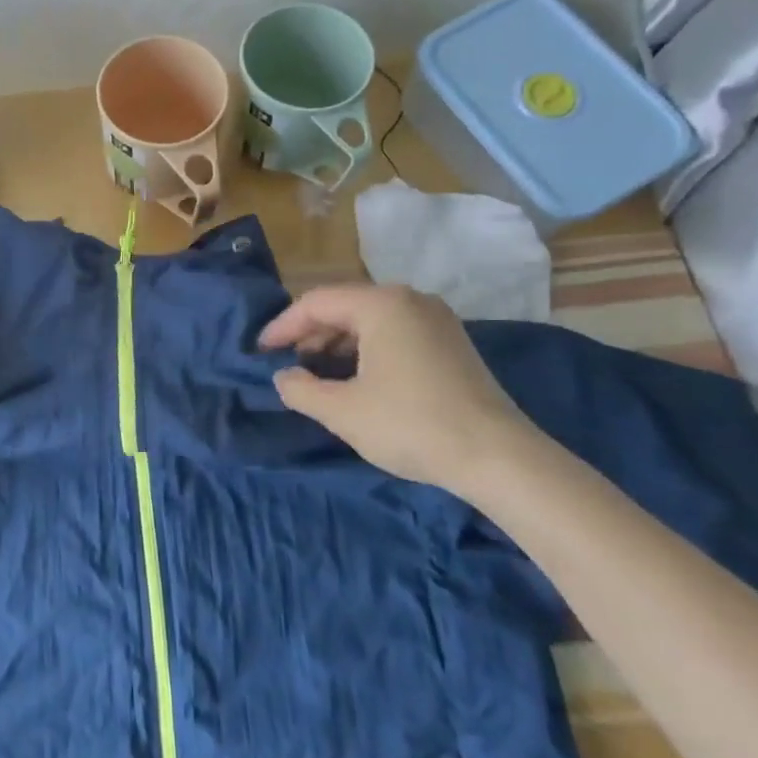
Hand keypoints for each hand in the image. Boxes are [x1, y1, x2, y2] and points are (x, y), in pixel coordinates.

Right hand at [258, 283, 545, 497]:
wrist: (497, 457)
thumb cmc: (411, 425)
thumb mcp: (342, 411)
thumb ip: (301, 389)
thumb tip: (284, 377)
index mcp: (381, 304)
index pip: (316, 303)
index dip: (282, 326)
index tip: (260, 351)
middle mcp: (410, 300)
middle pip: (344, 305)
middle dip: (309, 333)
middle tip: (285, 361)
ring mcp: (436, 319)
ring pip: (370, 319)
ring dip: (337, 342)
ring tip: (315, 371)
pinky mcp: (451, 342)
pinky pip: (394, 332)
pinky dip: (366, 348)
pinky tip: (355, 376)